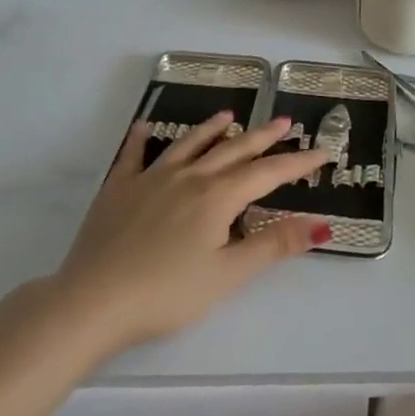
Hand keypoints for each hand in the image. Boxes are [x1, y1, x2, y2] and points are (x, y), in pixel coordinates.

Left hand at [53, 112, 334, 353]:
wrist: (93, 300)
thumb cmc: (167, 293)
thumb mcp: (227, 274)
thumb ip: (273, 245)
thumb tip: (322, 223)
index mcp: (217, 197)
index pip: (267, 173)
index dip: (297, 162)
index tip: (321, 152)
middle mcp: (187, 177)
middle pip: (231, 150)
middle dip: (261, 136)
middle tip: (283, 121)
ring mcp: (150, 179)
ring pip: (188, 145)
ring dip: (211, 129)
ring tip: (228, 115)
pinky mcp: (118, 189)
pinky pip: (133, 155)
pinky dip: (141, 138)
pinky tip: (144, 126)